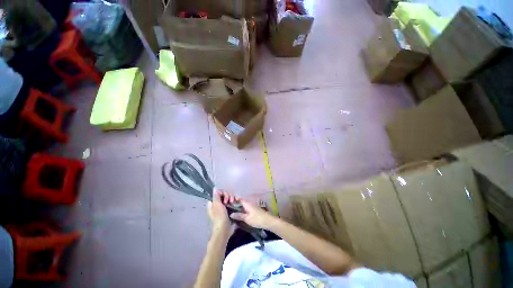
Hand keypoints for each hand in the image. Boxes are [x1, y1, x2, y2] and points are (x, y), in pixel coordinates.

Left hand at [208, 190, 236, 234]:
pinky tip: (234, 202)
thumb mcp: (217, 204)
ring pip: (228, 197)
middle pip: (223, 194)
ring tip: (232, 202)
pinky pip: (231, 201)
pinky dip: (233, 201)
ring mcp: (223, 206)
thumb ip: (216, 196)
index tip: (224, 196)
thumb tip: (215, 189)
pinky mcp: (229, 209)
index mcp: (212, 202)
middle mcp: (217, 204)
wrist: (224, 228)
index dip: (222, 192)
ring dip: (231, 197)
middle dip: (227, 195)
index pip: (217, 193)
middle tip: (229, 200)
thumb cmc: (219, 216)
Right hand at [229, 200, 276, 228]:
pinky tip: (239, 215)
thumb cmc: (257, 219)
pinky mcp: (253, 209)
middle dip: (235, 205)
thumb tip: (230, 214)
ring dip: (238, 208)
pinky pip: (245, 208)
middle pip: (240, 202)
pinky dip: (242, 210)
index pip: (238, 199)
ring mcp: (251, 206)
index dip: (232, 201)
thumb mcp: (247, 218)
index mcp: (247, 203)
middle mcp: (249, 203)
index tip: (226, 205)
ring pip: (243, 205)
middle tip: (228, 210)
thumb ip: (239, 215)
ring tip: (232, 213)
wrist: (268, 221)